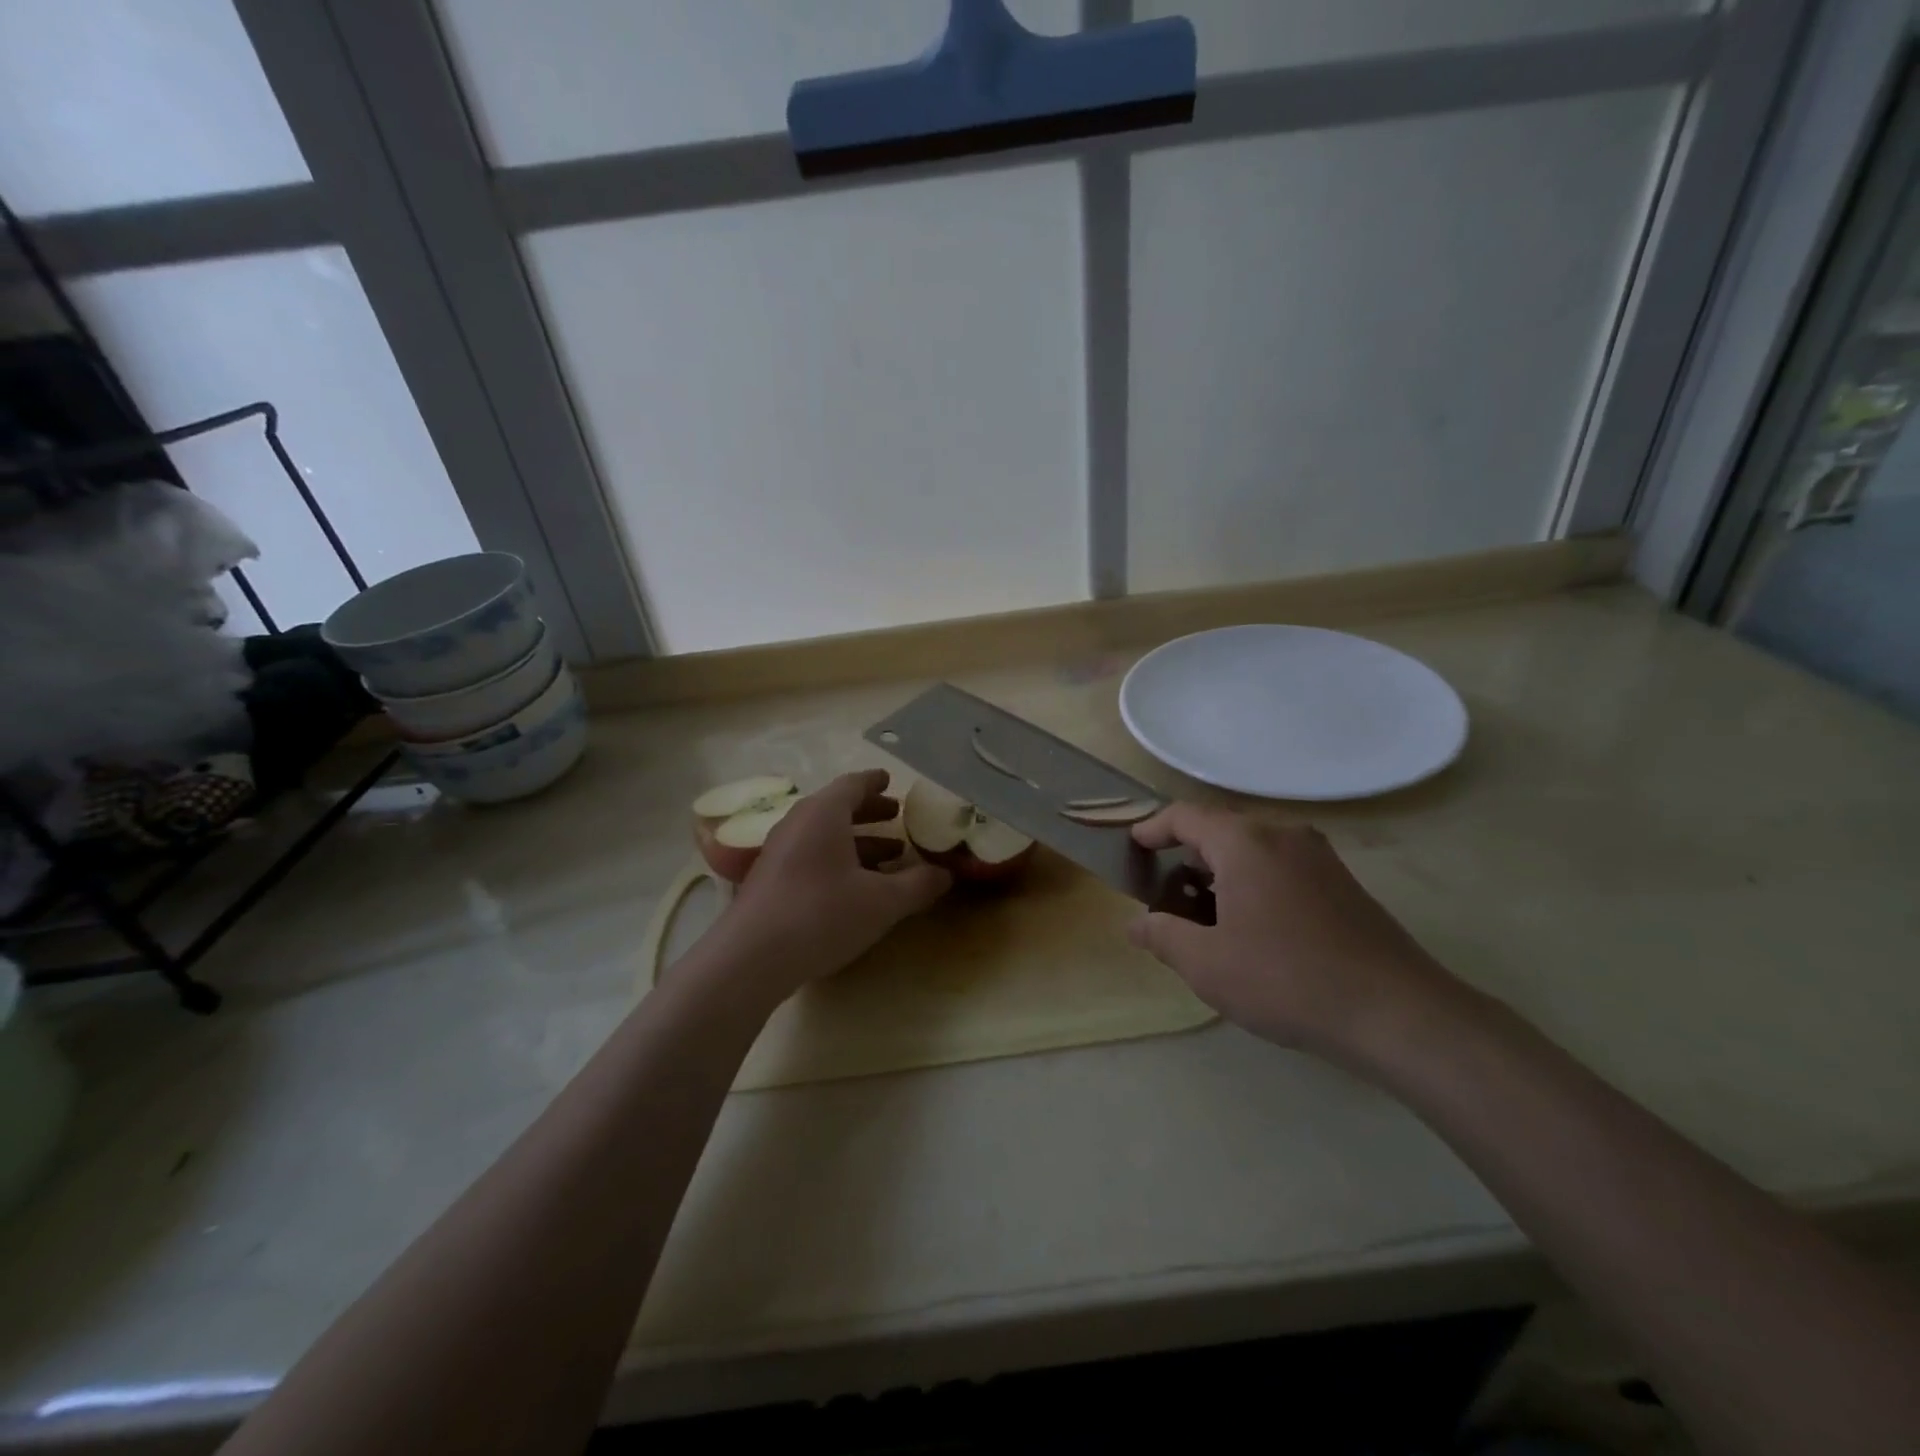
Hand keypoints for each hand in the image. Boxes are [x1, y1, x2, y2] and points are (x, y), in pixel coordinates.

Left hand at [708, 770, 950, 999]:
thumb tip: (945, 874)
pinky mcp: (768, 880)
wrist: (750, 959)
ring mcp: (778, 852)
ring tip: (888, 855)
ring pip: (823, 834)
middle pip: (836, 807)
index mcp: (823, 814)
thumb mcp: (882, 902)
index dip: (874, 782)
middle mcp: (797, 824)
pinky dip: (836, 859)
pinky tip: (854, 886)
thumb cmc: (821, 915)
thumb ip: (917, 885)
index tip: (890, 781)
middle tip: (896, 816)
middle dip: (869, 811)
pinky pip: (810, 855)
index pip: (852, 784)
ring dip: (856, 840)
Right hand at [1129, 803, 1466, 1061]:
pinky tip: (1250, 925)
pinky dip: (1253, 881)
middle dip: (1186, 854)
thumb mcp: (1207, 964)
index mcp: (1245, 842)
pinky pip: (1281, 865)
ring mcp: (1319, 856)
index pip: (1186, 816)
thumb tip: (1136, 924)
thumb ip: (1162, 936)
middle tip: (1163, 889)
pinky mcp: (1342, 882)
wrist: (1396, 1012)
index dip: (1153, 828)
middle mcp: (1283, 835)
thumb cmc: (1286, 979)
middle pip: (1221, 830)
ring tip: (1202, 912)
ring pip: (1253, 849)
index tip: (1132, 846)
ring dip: (1221, 870)